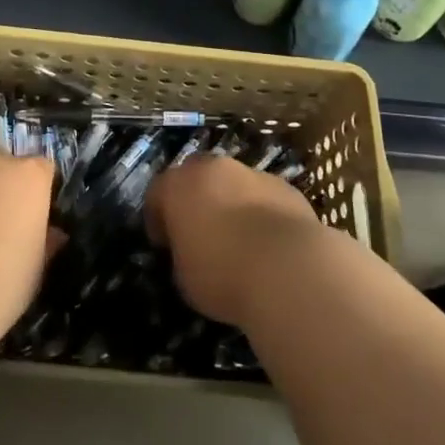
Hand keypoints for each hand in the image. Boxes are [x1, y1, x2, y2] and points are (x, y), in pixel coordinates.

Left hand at [0, 153, 59, 335]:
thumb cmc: (5, 277)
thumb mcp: (37, 268)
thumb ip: (44, 242)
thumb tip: (52, 236)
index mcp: (30, 175)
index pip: (42, 169)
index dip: (39, 192)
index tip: (36, 218)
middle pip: (3, 166)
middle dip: (3, 187)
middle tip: (2, 225)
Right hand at [147, 156, 321, 326]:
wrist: (288, 268)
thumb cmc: (222, 274)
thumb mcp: (184, 276)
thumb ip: (182, 253)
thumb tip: (191, 252)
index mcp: (179, 185)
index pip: (157, 194)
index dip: (158, 220)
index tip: (165, 245)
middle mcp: (214, 168)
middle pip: (196, 177)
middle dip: (195, 200)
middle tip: (200, 234)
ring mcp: (253, 173)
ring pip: (234, 184)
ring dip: (231, 204)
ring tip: (239, 242)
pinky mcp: (285, 187)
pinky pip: (264, 198)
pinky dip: (261, 213)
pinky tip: (269, 245)